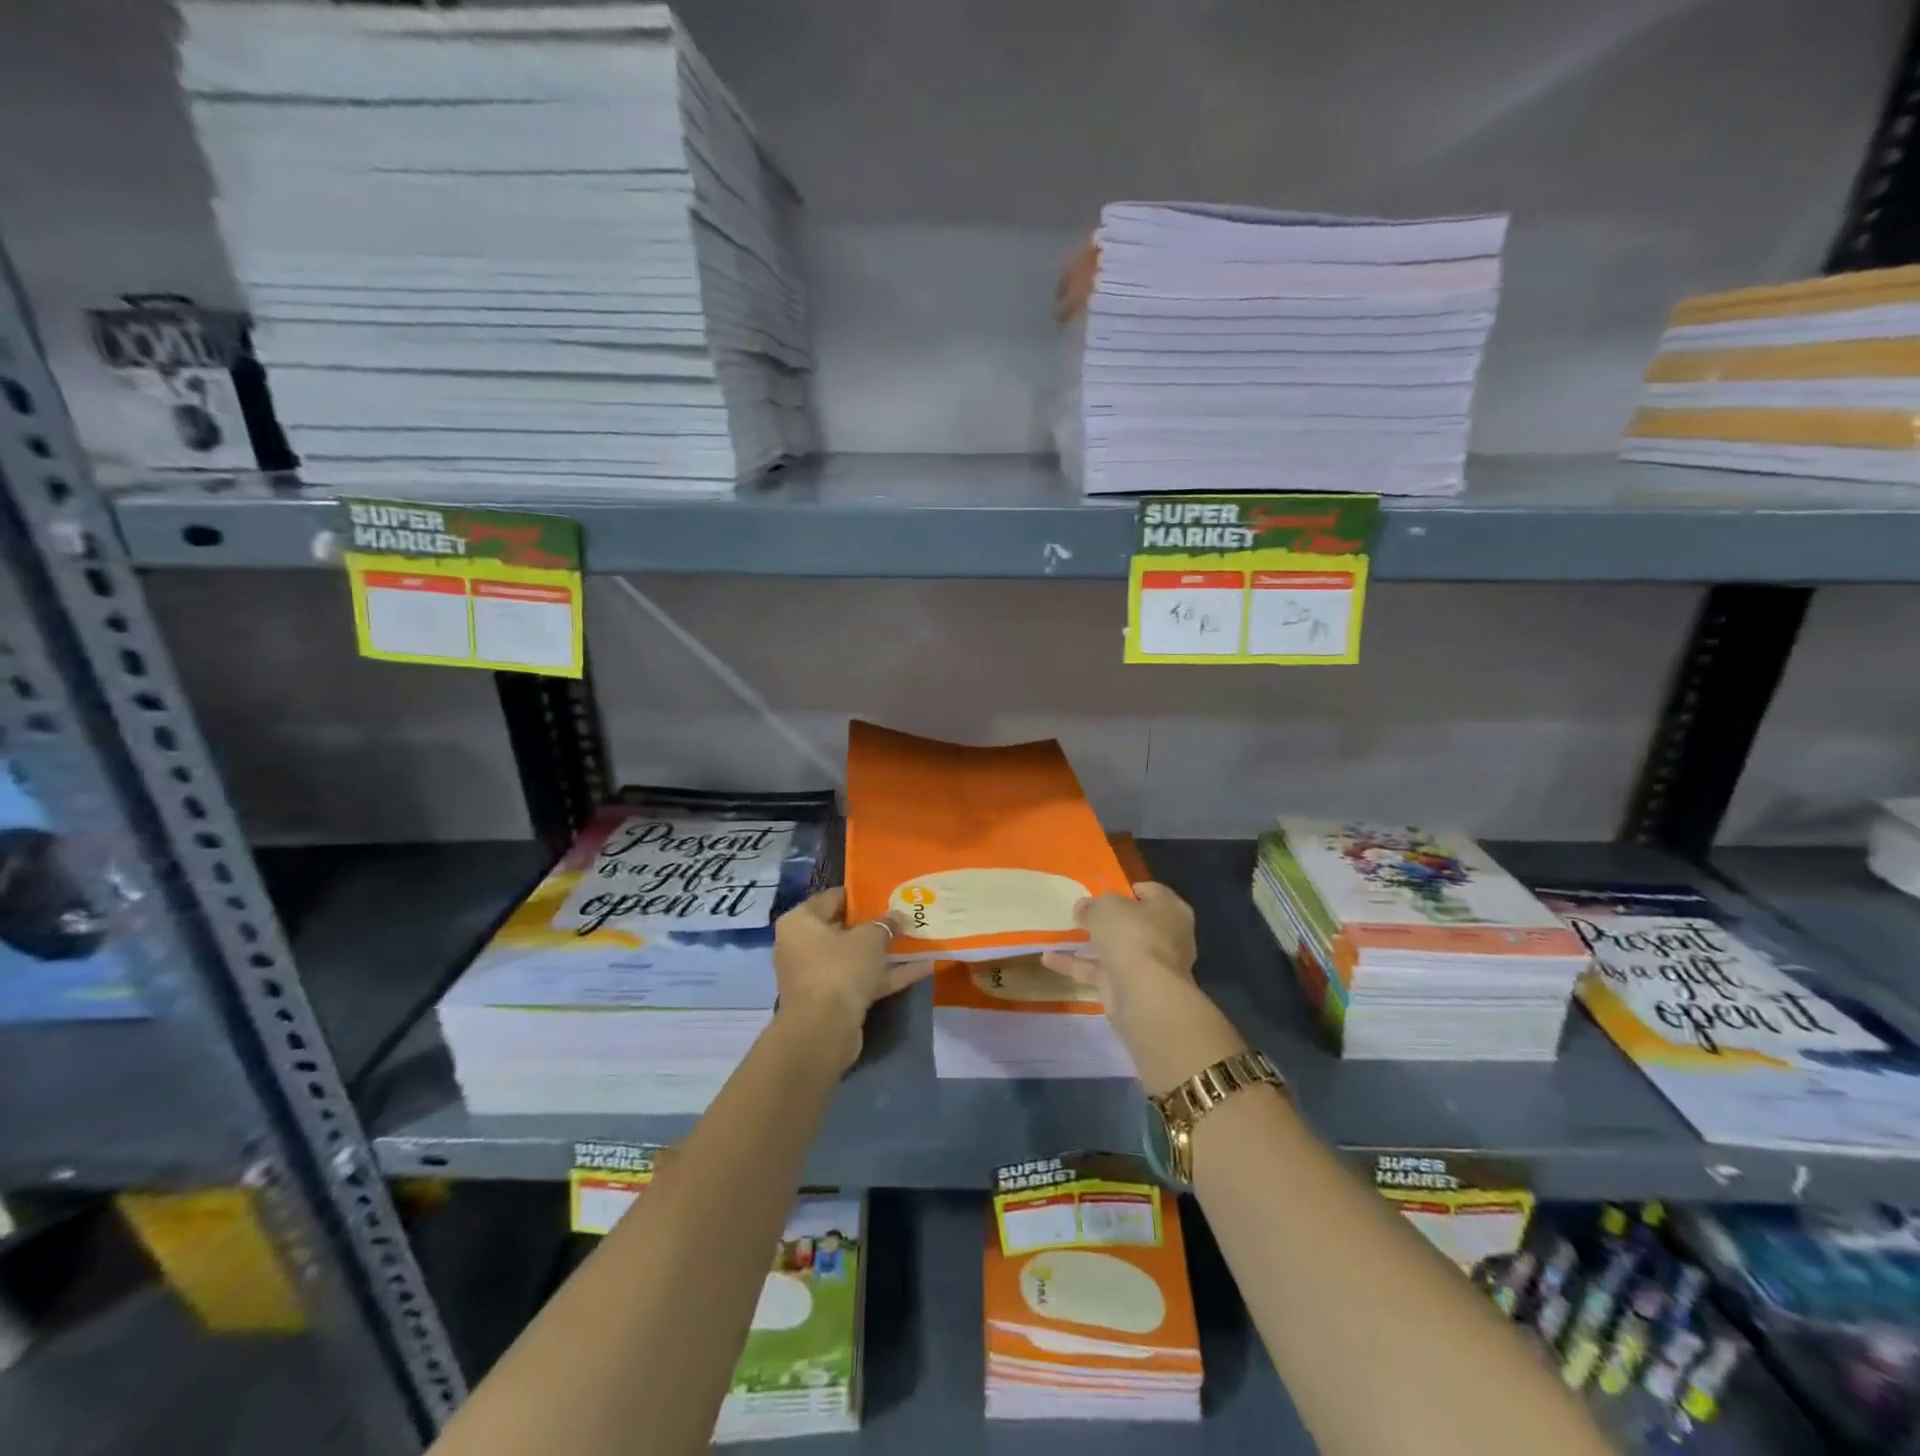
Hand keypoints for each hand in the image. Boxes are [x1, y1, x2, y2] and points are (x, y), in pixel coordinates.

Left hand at [774, 888, 927, 1068]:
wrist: (824, 1031)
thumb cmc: (840, 969)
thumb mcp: (869, 939)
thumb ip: (885, 924)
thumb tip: (898, 916)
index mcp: (800, 922)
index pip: (831, 898)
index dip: (859, 895)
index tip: (884, 892)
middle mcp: (802, 946)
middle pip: (843, 929)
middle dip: (875, 925)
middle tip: (903, 916)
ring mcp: (817, 975)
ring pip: (855, 957)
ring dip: (885, 952)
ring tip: (917, 939)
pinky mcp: (832, 1001)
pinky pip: (861, 980)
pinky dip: (887, 975)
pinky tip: (922, 969)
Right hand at [1040, 881, 1196, 1012]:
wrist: (1143, 994)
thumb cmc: (1132, 935)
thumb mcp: (1106, 907)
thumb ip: (1093, 906)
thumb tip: (1083, 908)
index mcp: (1170, 910)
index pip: (1150, 892)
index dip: (1126, 890)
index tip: (1102, 890)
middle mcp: (1165, 937)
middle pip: (1133, 923)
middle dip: (1108, 920)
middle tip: (1081, 913)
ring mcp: (1148, 966)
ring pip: (1116, 949)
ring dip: (1089, 944)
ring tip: (1060, 934)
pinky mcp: (1130, 989)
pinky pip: (1100, 971)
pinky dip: (1076, 965)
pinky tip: (1048, 959)